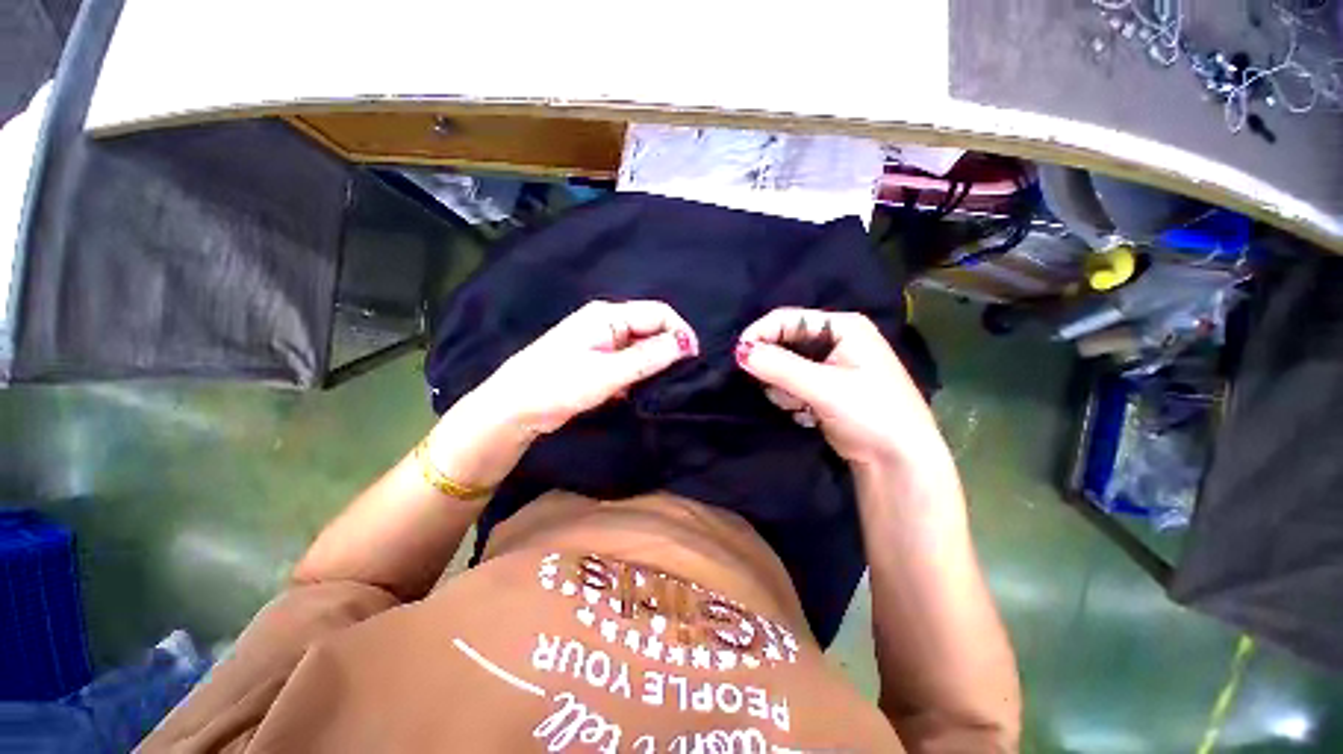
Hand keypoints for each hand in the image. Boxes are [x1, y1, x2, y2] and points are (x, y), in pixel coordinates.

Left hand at [484, 299, 698, 431]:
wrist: (514, 408)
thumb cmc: (559, 385)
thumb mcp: (608, 373)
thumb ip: (648, 357)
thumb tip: (686, 343)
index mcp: (608, 315)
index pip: (658, 313)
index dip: (680, 332)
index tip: (693, 359)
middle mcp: (607, 323)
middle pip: (651, 328)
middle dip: (668, 348)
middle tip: (679, 376)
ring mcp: (601, 342)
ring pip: (641, 347)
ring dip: (653, 363)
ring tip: (662, 385)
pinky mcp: (596, 360)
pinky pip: (628, 361)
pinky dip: (638, 373)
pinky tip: (638, 390)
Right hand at [735, 308, 946, 469]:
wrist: (898, 462)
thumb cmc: (870, 414)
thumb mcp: (824, 388)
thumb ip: (780, 367)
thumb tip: (740, 351)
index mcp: (843, 327)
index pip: (789, 319)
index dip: (762, 333)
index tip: (739, 355)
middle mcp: (836, 340)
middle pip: (785, 343)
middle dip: (777, 368)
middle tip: (780, 389)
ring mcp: (830, 365)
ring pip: (785, 367)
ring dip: (784, 388)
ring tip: (802, 406)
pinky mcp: (825, 388)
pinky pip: (792, 384)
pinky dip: (792, 399)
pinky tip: (807, 414)